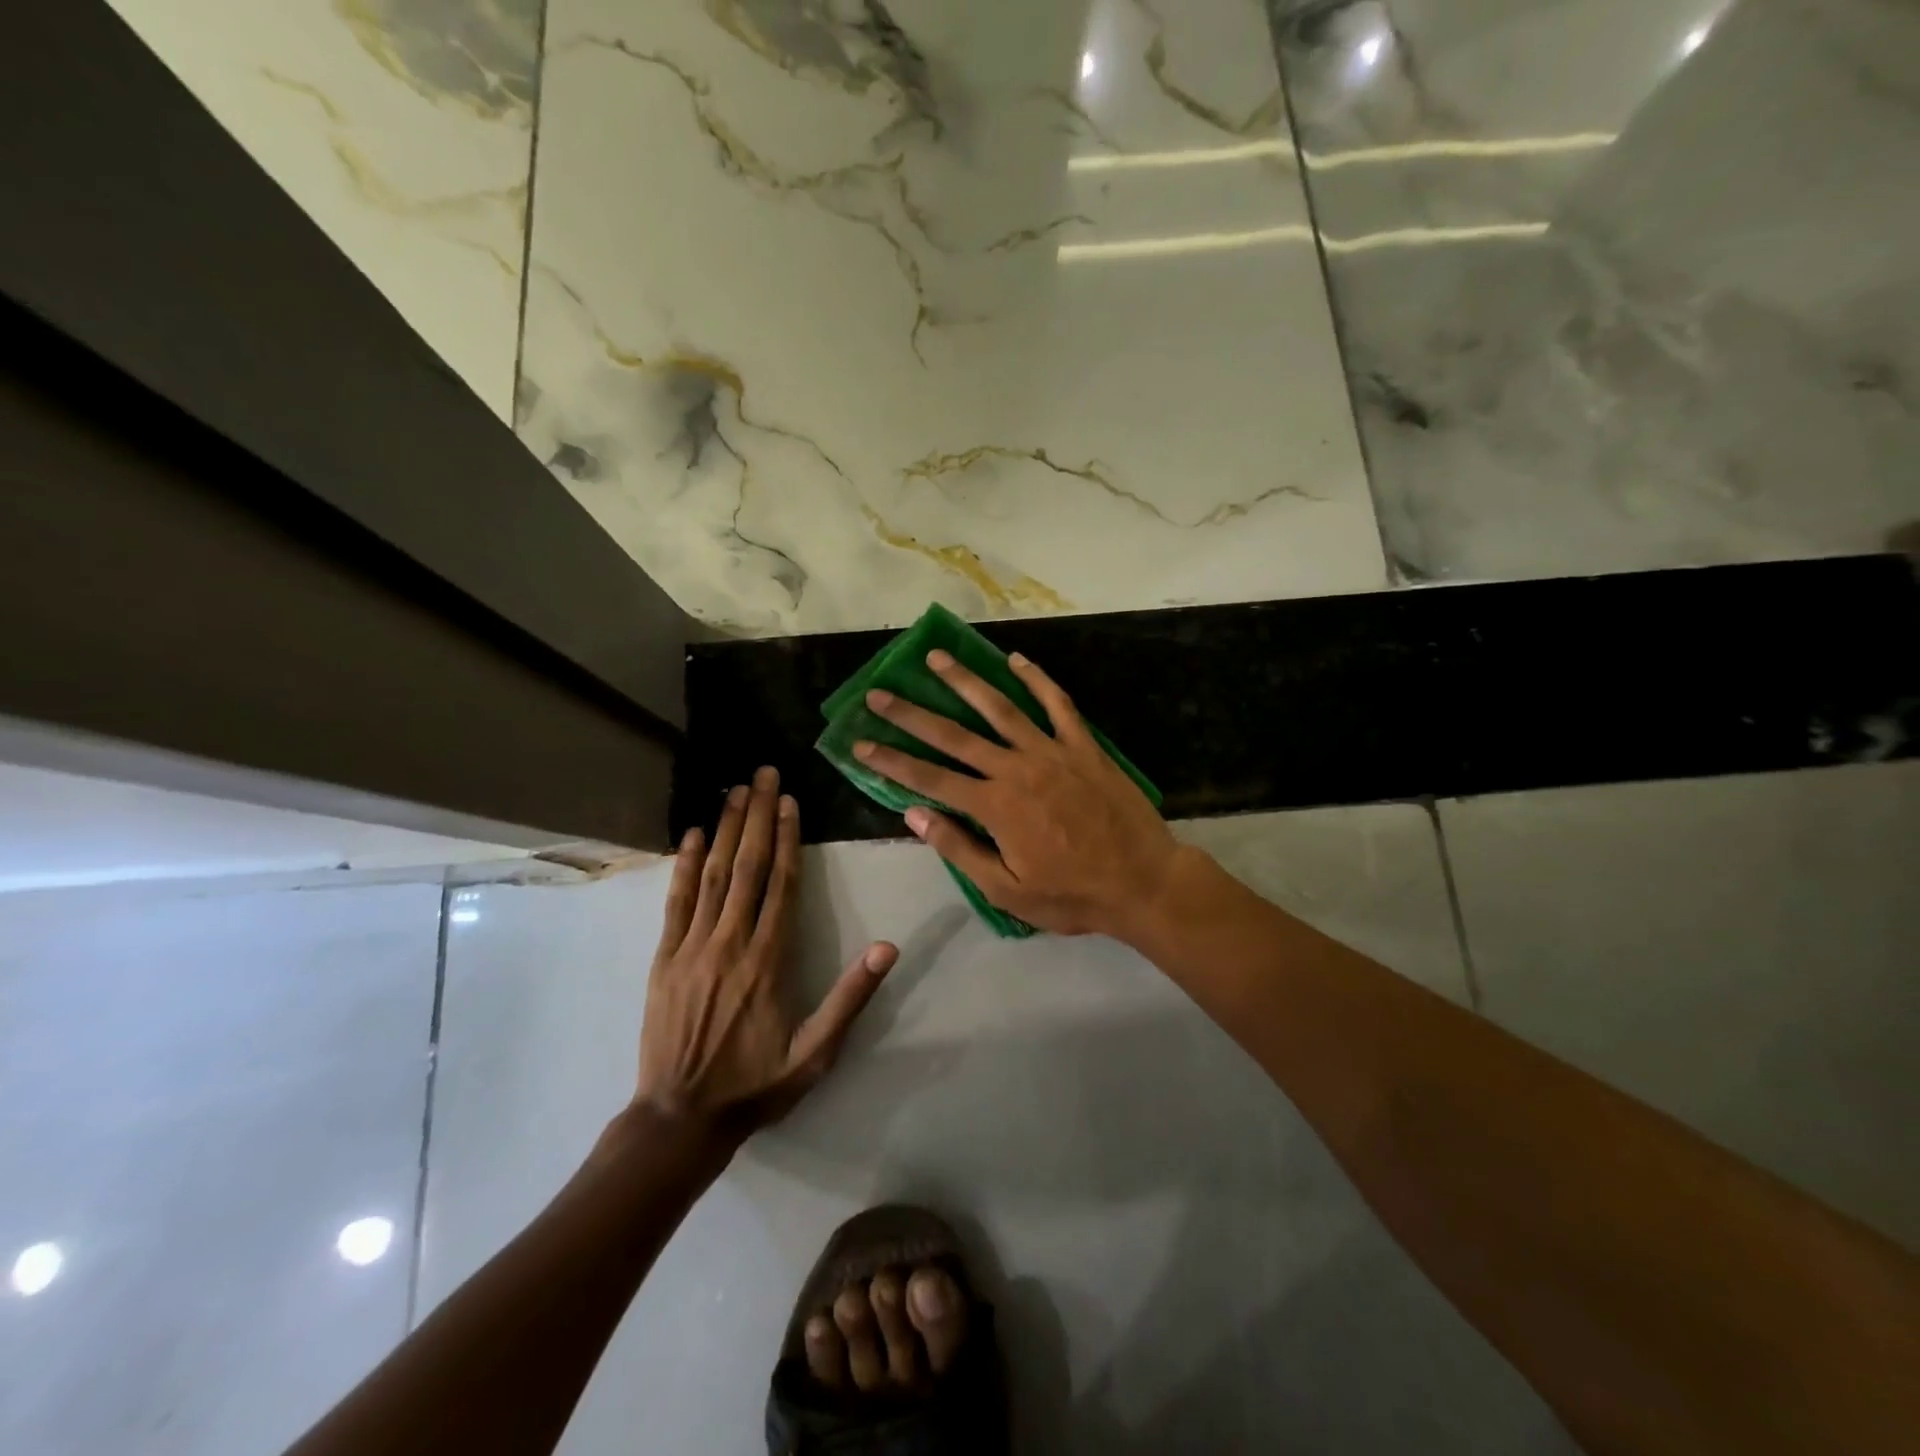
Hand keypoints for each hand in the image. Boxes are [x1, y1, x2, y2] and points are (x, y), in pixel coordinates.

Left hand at [637, 767, 896, 1141]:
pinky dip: (686, 865)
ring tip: (736, 789)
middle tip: (764, 773)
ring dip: (727, 829)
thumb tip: (889, 947)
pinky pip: (677, 902)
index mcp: (769, 959)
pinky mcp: (664, 958)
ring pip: (714, 875)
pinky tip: (694, 835)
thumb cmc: (755, 1084)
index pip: (783, 884)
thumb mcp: (816, 1053)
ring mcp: (693, 947)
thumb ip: (851, 998)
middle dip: (759, 816)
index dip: (789, 838)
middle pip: (749, 867)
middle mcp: (731, 941)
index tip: (791, 800)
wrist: (679, 1119)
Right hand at [853, 650, 1178, 938]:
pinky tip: (1016, 659)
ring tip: (936, 658)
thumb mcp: (1007, 890)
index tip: (861, 742)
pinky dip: (1037, 679)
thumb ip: (959, 849)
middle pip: (954, 735)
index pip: (929, 778)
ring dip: (965, 680)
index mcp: (994, 806)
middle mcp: (1016, 768)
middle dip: (912, 713)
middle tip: (880, 692)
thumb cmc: (1073, 894)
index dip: (891, 760)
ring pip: (1000, 707)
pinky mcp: (1083, 745)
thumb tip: (914, 814)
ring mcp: (1052, 751)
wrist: (1144, 882)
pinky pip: (1057, 703)